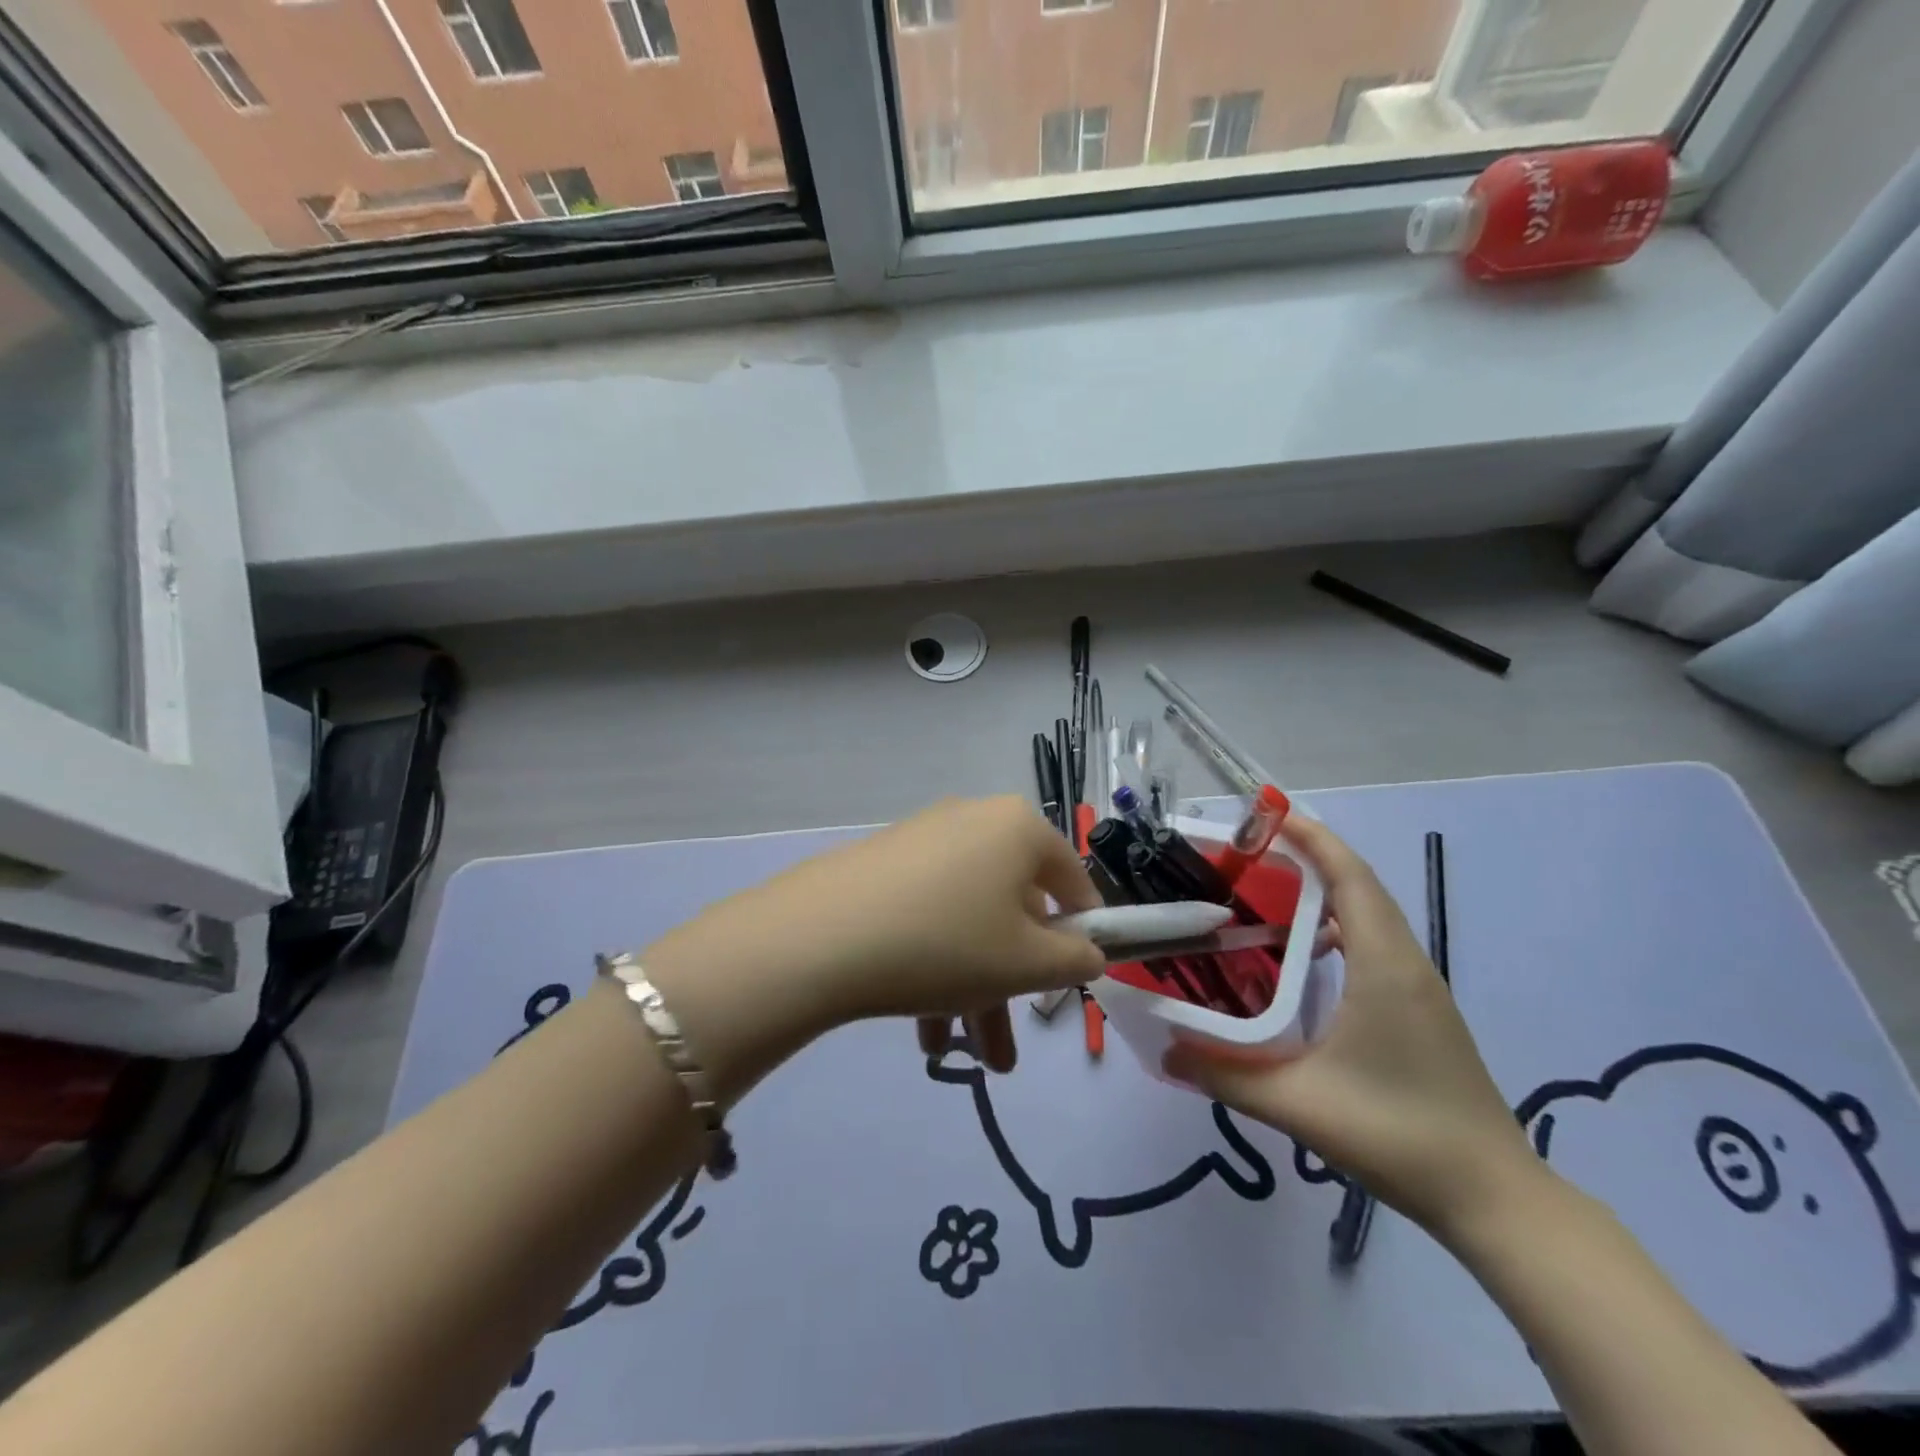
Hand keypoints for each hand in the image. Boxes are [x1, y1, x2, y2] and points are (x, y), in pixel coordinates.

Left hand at [647, 797, 1104, 1074]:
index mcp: (1018, 828)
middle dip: (1015, 984)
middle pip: (1012, 908)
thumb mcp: (1027, 964)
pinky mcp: (883, 864)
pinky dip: (935, 964)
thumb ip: (1076, 960)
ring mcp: (922, 840)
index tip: (1073, 980)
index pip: (1071, 879)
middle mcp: (972, 820)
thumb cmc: (948, 943)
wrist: (821, 937)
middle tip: (1009, 1045)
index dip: (1082, 933)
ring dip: (973, 989)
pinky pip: (928, 914)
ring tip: (966, 1057)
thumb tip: (1088, 953)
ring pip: (967, 920)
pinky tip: (923, 1028)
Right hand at [1163, 814, 1541, 1241]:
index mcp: (1383, 965)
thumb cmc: (1398, 1135)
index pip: (1350, 877)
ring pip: (1370, 914)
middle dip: (1307, 858)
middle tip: (1247, 856)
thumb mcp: (1298, 1104)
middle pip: (1358, 885)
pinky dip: (1338, 928)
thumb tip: (1163, 1052)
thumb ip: (1224, 1075)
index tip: (1266, 815)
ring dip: (1323, 893)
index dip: (1311, 838)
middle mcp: (1406, 962)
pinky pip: (1376, 944)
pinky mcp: (1421, 1009)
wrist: (1494, 1198)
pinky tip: (1302, 959)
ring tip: (1266, 896)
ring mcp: (1420, 987)